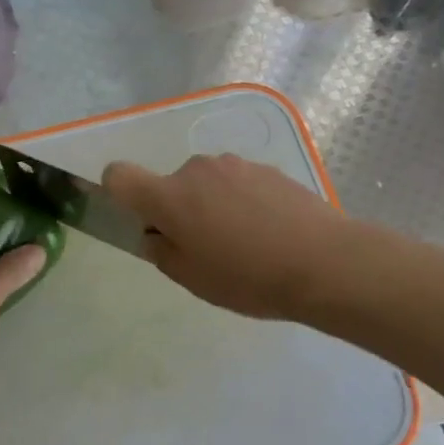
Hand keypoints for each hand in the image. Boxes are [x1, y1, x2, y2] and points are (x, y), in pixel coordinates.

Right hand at [102, 153, 352, 320]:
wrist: (325, 262)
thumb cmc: (248, 277)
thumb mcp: (193, 278)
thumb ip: (162, 252)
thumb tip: (156, 234)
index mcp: (170, 196)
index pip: (119, 176)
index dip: (118, 193)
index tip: (141, 220)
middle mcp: (197, 169)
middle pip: (171, 184)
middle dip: (178, 210)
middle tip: (206, 249)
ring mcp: (236, 165)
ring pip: (207, 184)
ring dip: (212, 205)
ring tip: (245, 243)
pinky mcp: (268, 169)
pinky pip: (238, 184)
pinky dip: (242, 203)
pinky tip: (270, 233)